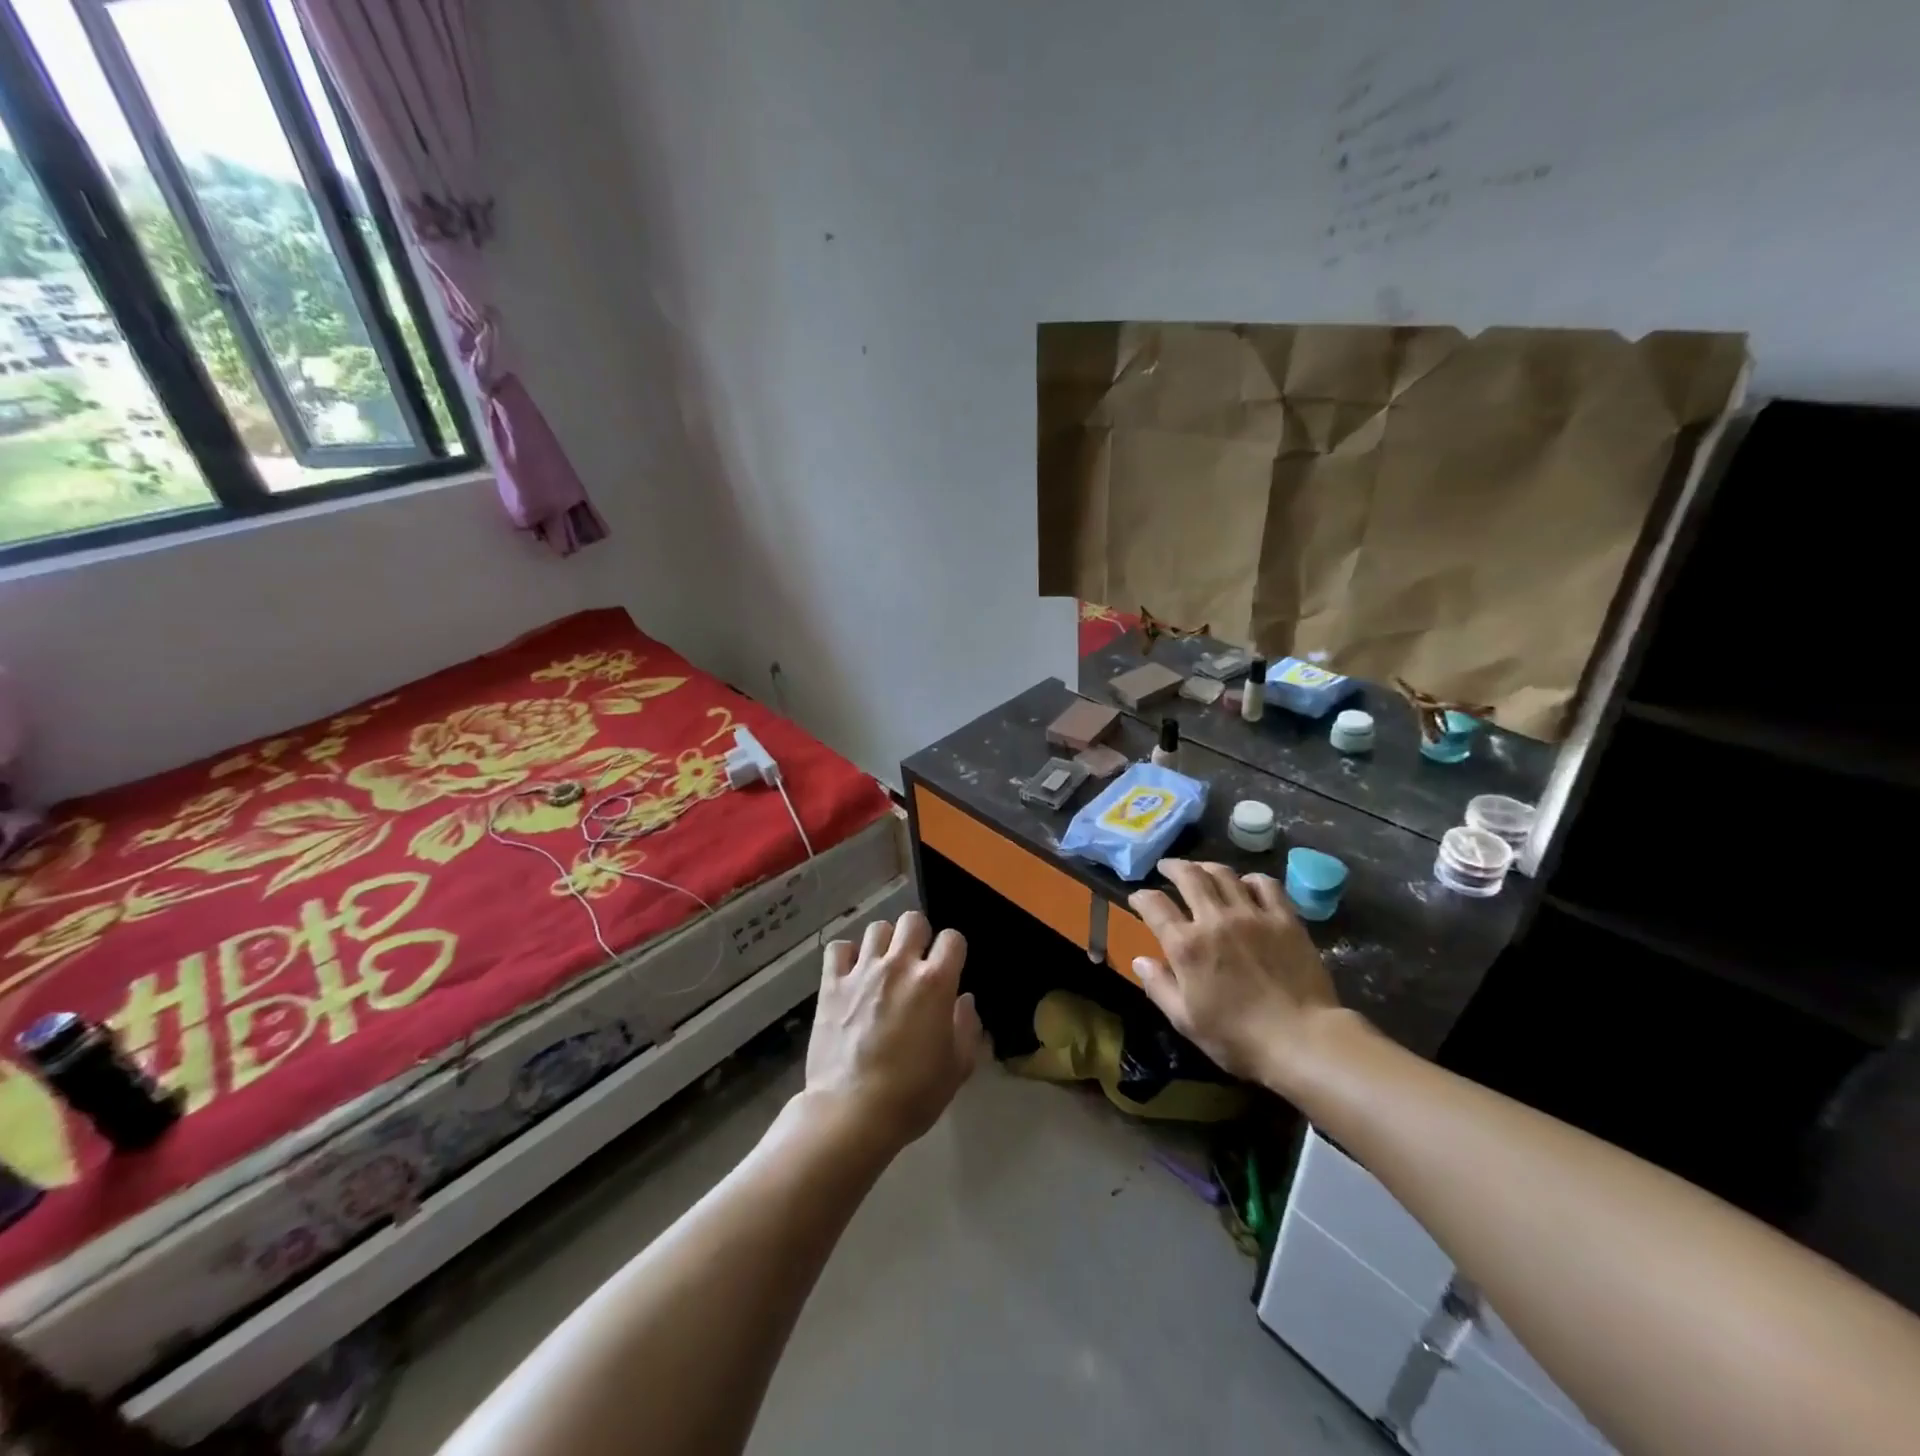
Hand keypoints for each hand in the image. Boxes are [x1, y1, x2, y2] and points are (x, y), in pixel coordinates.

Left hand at [803, 911, 982, 1153]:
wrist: (851, 1113)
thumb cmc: (912, 1095)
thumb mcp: (957, 1068)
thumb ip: (967, 1027)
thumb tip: (964, 1000)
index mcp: (935, 982)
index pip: (952, 938)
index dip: (954, 951)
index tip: (949, 969)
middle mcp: (899, 965)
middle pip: (913, 921)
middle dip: (919, 936)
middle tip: (916, 962)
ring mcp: (862, 971)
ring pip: (877, 928)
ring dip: (885, 943)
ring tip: (883, 966)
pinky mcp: (831, 983)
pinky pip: (838, 948)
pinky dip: (846, 955)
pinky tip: (851, 973)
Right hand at [1127, 859, 1343, 1091]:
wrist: (1303, 1040)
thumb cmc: (1237, 1037)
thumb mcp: (1186, 1020)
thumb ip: (1159, 986)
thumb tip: (1139, 960)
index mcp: (1186, 945)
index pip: (1154, 905)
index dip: (1141, 897)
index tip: (1138, 897)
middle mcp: (1215, 920)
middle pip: (1189, 876)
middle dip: (1172, 867)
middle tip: (1167, 867)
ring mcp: (1252, 915)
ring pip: (1224, 874)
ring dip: (1207, 867)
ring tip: (1201, 870)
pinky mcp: (1284, 919)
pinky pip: (1266, 885)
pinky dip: (1251, 879)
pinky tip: (1247, 885)